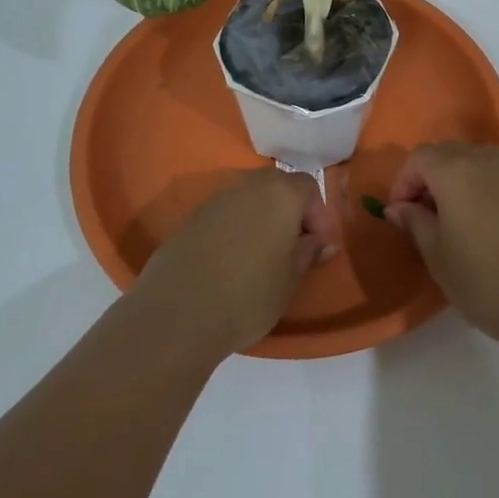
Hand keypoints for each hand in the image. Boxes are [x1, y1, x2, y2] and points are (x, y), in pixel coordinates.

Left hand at [134, 170, 341, 355]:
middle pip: (277, 189)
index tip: (316, 248)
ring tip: (261, 261)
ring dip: (261, 223)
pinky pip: (225, 217)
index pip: (309, 187)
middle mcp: (247, 185)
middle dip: (289, 216)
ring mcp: (215, 199)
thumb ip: (309, 253)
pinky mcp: (190, 219)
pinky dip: (235, 232)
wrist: (178, 312)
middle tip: (292, 253)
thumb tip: (320, 242)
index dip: (318, 216)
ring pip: (249, 202)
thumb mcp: (291, 279)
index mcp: (279, 192)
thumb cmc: (249, 294)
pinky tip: (231, 265)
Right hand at [385, 143, 498, 353]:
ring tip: (461, 215)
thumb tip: (399, 206)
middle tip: (425, 218)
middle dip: (430, 178)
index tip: (401, 217)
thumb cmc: (484, 281)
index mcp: (453, 170)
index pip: (418, 158)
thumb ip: (414, 223)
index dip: (403, 184)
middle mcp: (486, 160)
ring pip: (483, 159)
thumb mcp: (436, 256)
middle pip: (449, 153)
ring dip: (465, 177)